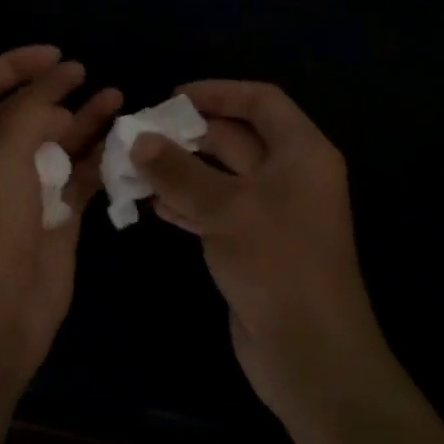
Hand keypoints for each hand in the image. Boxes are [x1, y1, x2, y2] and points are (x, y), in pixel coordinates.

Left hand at [0, 46, 121, 397]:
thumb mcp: (2, 148)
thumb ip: (33, 104)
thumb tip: (63, 75)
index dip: (16, 64)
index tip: (57, 55)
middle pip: (26, 112)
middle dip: (56, 92)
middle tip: (89, 80)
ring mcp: (28, 188)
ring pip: (59, 142)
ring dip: (85, 119)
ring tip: (118, 98)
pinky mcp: (58, 215)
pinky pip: (81, 175)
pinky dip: (100, 157)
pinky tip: (124, 142)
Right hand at [131, 80, 396, 441]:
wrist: (309, 351)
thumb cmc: (276, 261)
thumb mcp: (225, 208)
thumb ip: (178, 171)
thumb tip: (138, 140)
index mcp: (301, 152)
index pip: (261, 102)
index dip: (217, 92)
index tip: (171, 98)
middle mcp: (290, 175)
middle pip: (237, 138)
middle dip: (189, 135)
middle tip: (140, 135)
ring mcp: (273, 213)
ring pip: (222, 176)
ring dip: (181, 171)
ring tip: (134, 168)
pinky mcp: (255, 245)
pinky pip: (217, 210)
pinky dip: (187, 204)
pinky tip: (152, 205)